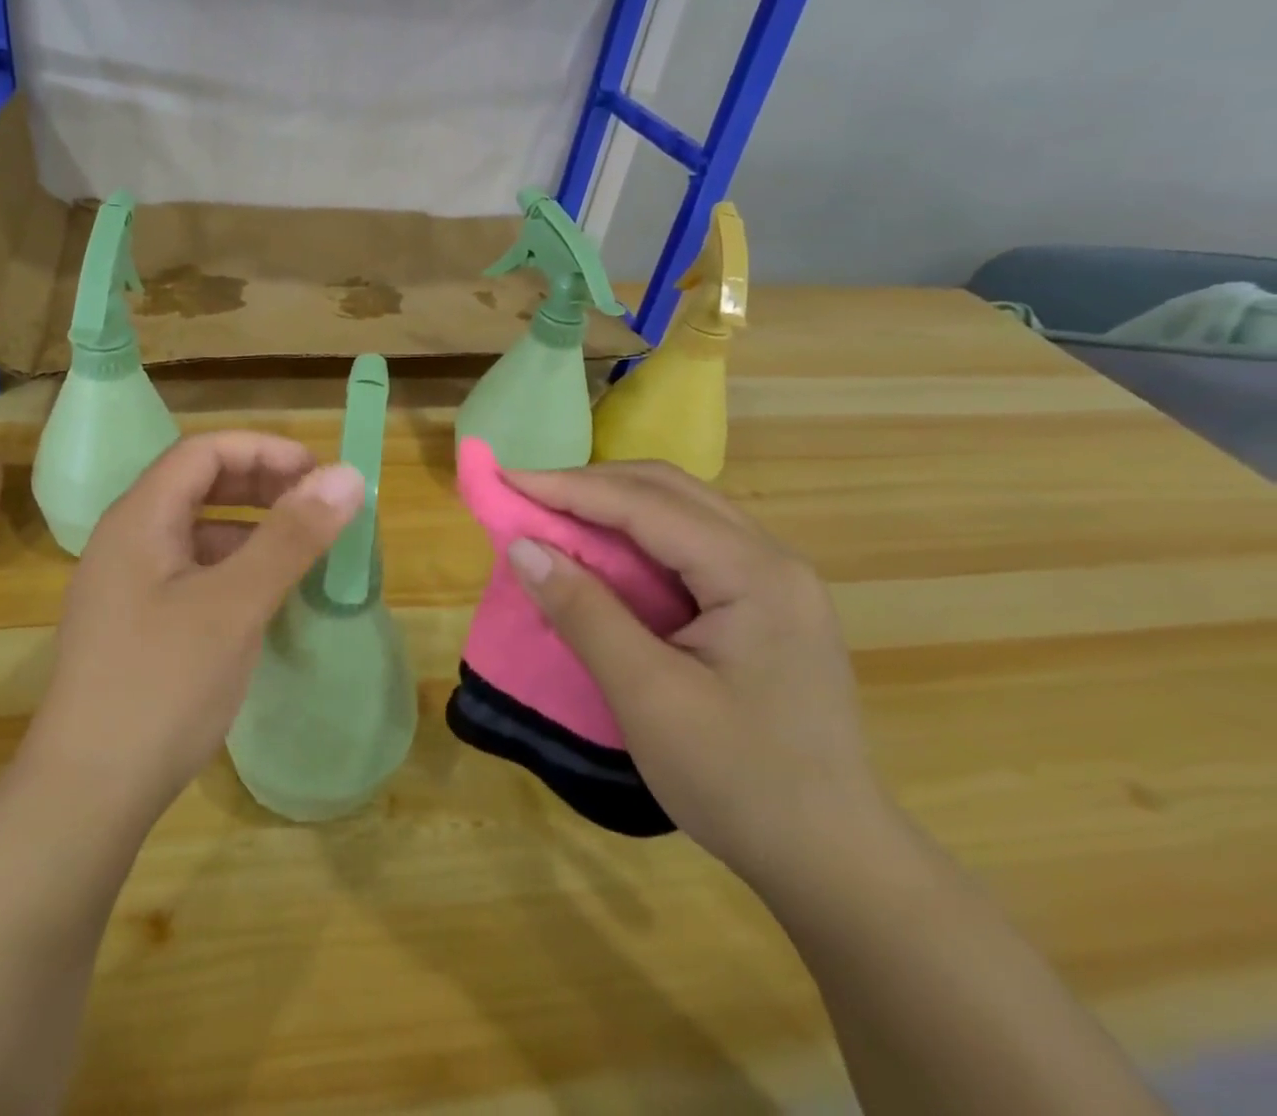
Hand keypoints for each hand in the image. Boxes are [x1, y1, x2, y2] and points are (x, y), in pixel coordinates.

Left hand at [25, 431, 365, 827]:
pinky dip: (233, 567)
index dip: (264, 451)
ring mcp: (126, 585)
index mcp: (139, 519)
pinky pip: (191, 571)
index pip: (203, 452)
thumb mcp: (236, 604)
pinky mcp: (135, 624)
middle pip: (197, 485)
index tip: (319, 473)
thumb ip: (291, 536)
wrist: (87, 795)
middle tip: (316, 505)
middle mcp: (126, 540)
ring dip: (249, 527)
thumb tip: (347, 475)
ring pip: (195, 531)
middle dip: (260, 484)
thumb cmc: (162, 686)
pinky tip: (263, 595)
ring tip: (301, 548)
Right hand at [502, 461, 894, 890]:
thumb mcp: (648, 697)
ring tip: (553, 516)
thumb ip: (585, 613)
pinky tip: (603, 556)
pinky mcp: (764, 605)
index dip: (569, 487)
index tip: (506, 479)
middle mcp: (771, 560)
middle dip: (591, 485)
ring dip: (613, 506)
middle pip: (669, 491)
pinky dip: (635, 538)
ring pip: (680, 513)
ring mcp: (774, 582)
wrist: (834, 862)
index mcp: (754, 573)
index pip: (646, 504)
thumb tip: (522, 547)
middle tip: (526, 494)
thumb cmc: (741, 781)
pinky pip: (689, 546)